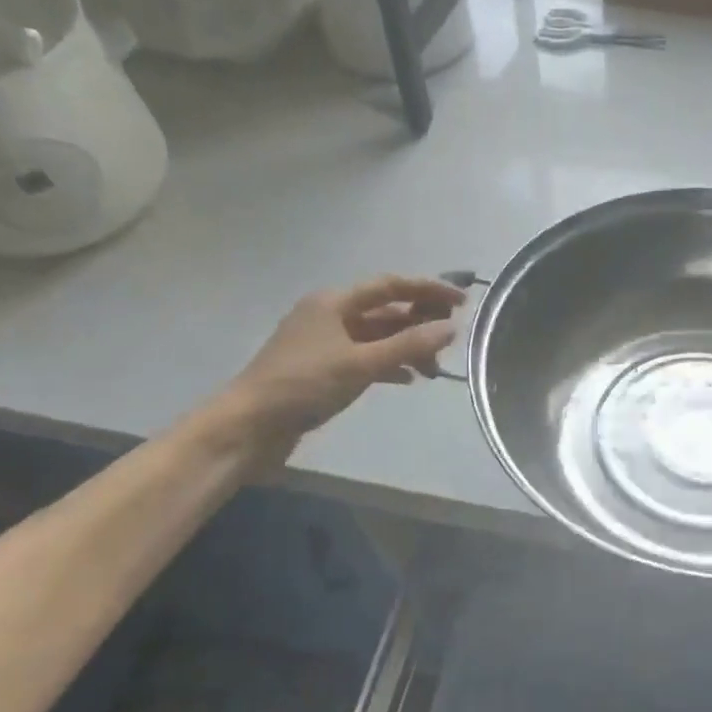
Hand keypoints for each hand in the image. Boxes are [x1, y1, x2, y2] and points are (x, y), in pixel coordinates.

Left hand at [207, 275, 465, 466]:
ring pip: (376, 337)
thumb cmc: (304, 385)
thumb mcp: (361, 363)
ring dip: (406, 347)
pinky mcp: (322, 370)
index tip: (462, 301)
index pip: (390, 286)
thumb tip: (450, 328)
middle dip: (419, 322)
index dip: (428, 290)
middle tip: (452, 337)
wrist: (250, 426)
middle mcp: (329, 315)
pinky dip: (388, 365)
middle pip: (384, 311)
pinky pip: (364, 358)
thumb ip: (408, 345)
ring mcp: (324, 343)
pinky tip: (407, 379)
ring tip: (433, 368)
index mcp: (334, 302)